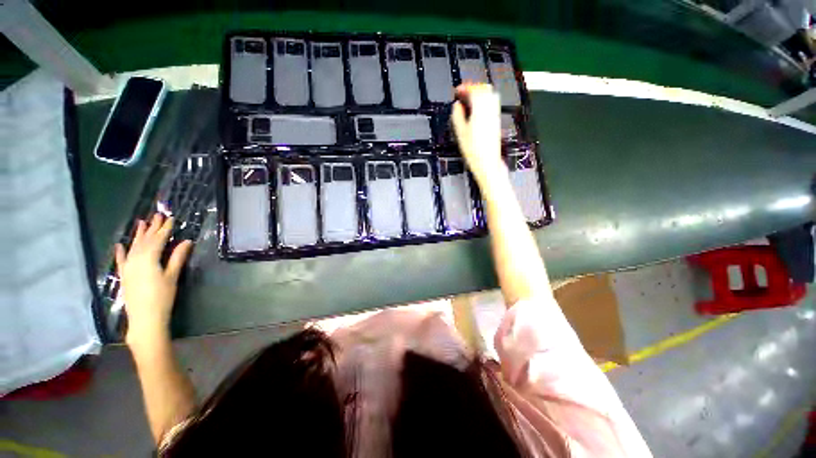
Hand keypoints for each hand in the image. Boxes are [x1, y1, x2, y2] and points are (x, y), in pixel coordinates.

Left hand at [115, 214, 192, 348]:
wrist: (145, 318)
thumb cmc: (162, 296)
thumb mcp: (172, 276)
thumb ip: (177, 257)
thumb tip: (186, 241)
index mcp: (149, 258)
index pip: (158, 239)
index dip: (165, 228)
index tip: (170, 218)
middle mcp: (136, 258)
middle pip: (145, 240)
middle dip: (152, 227)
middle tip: (157, 214)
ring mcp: (128, 266)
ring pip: (133, 246)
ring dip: (138, 234)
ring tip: (141, 222)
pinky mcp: (124, 275)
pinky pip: (121, 259)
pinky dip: (121, 251)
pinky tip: (120, 245)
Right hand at [451, 84, 504, 184]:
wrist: (487, 162)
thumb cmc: (473, 150)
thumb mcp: (460, 133)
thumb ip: (457, 116)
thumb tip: (457, 105)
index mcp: (480, 110)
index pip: (474, 90)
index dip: (465, 88)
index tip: (457, 91)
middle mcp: (490, 109)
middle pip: (484, 89)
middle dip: (473, 88)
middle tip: (463, 93)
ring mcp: (495, 114)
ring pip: (490, 95)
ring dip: (480, 93)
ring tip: (469, 99)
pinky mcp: (496, 120)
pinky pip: (492, 103)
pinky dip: (484, 101)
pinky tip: (477, 108)